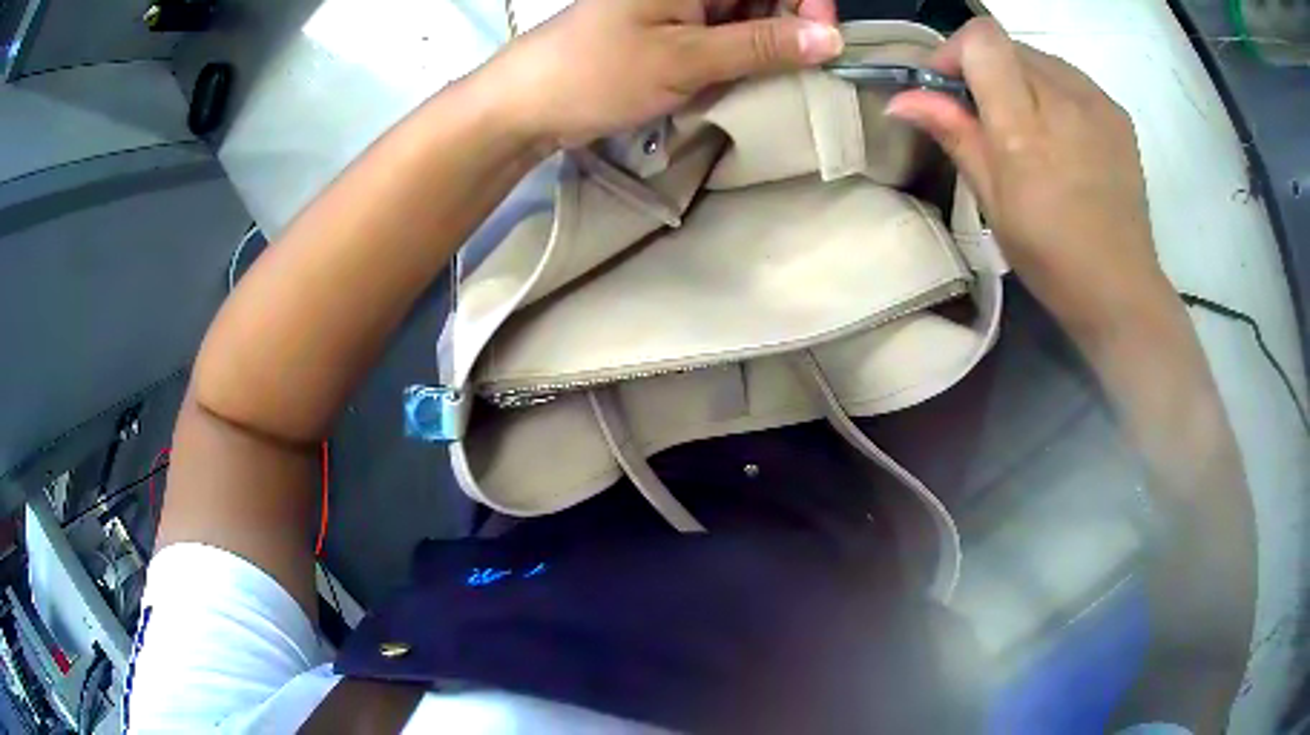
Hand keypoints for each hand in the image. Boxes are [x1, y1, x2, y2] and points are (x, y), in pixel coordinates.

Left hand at [487, 0, 841, 148]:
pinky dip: (744, 50)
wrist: (530, 102)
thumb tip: (832, 38)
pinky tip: (746, 71)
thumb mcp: (685, 60)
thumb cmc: (598, 73)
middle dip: (790, 22)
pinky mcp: (674, 26)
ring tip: (768, 72)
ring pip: (750, 11)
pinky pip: (727, 30)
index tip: (823, 36)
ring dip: (768, 40)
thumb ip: (761, 45)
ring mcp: (681, 3)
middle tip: (799, 62)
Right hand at [887, 19, 1170, 342]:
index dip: (955, 52)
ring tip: (1026, 128)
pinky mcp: (1117, 112)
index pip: (982, 39)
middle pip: (1007, 44)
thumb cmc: (1049, 256)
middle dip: (983, 68)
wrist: (1120, 288)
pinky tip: (1059, 134)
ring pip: (1038, 57)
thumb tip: (901, 98)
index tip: (947, 88)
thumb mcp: (991, 200)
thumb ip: (953, 134)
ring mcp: (1096, 102)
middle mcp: (1064, 99)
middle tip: (983, 115)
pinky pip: (1070, 77)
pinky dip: (1051, 90)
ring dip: (1018, 78)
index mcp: (1025, 127)